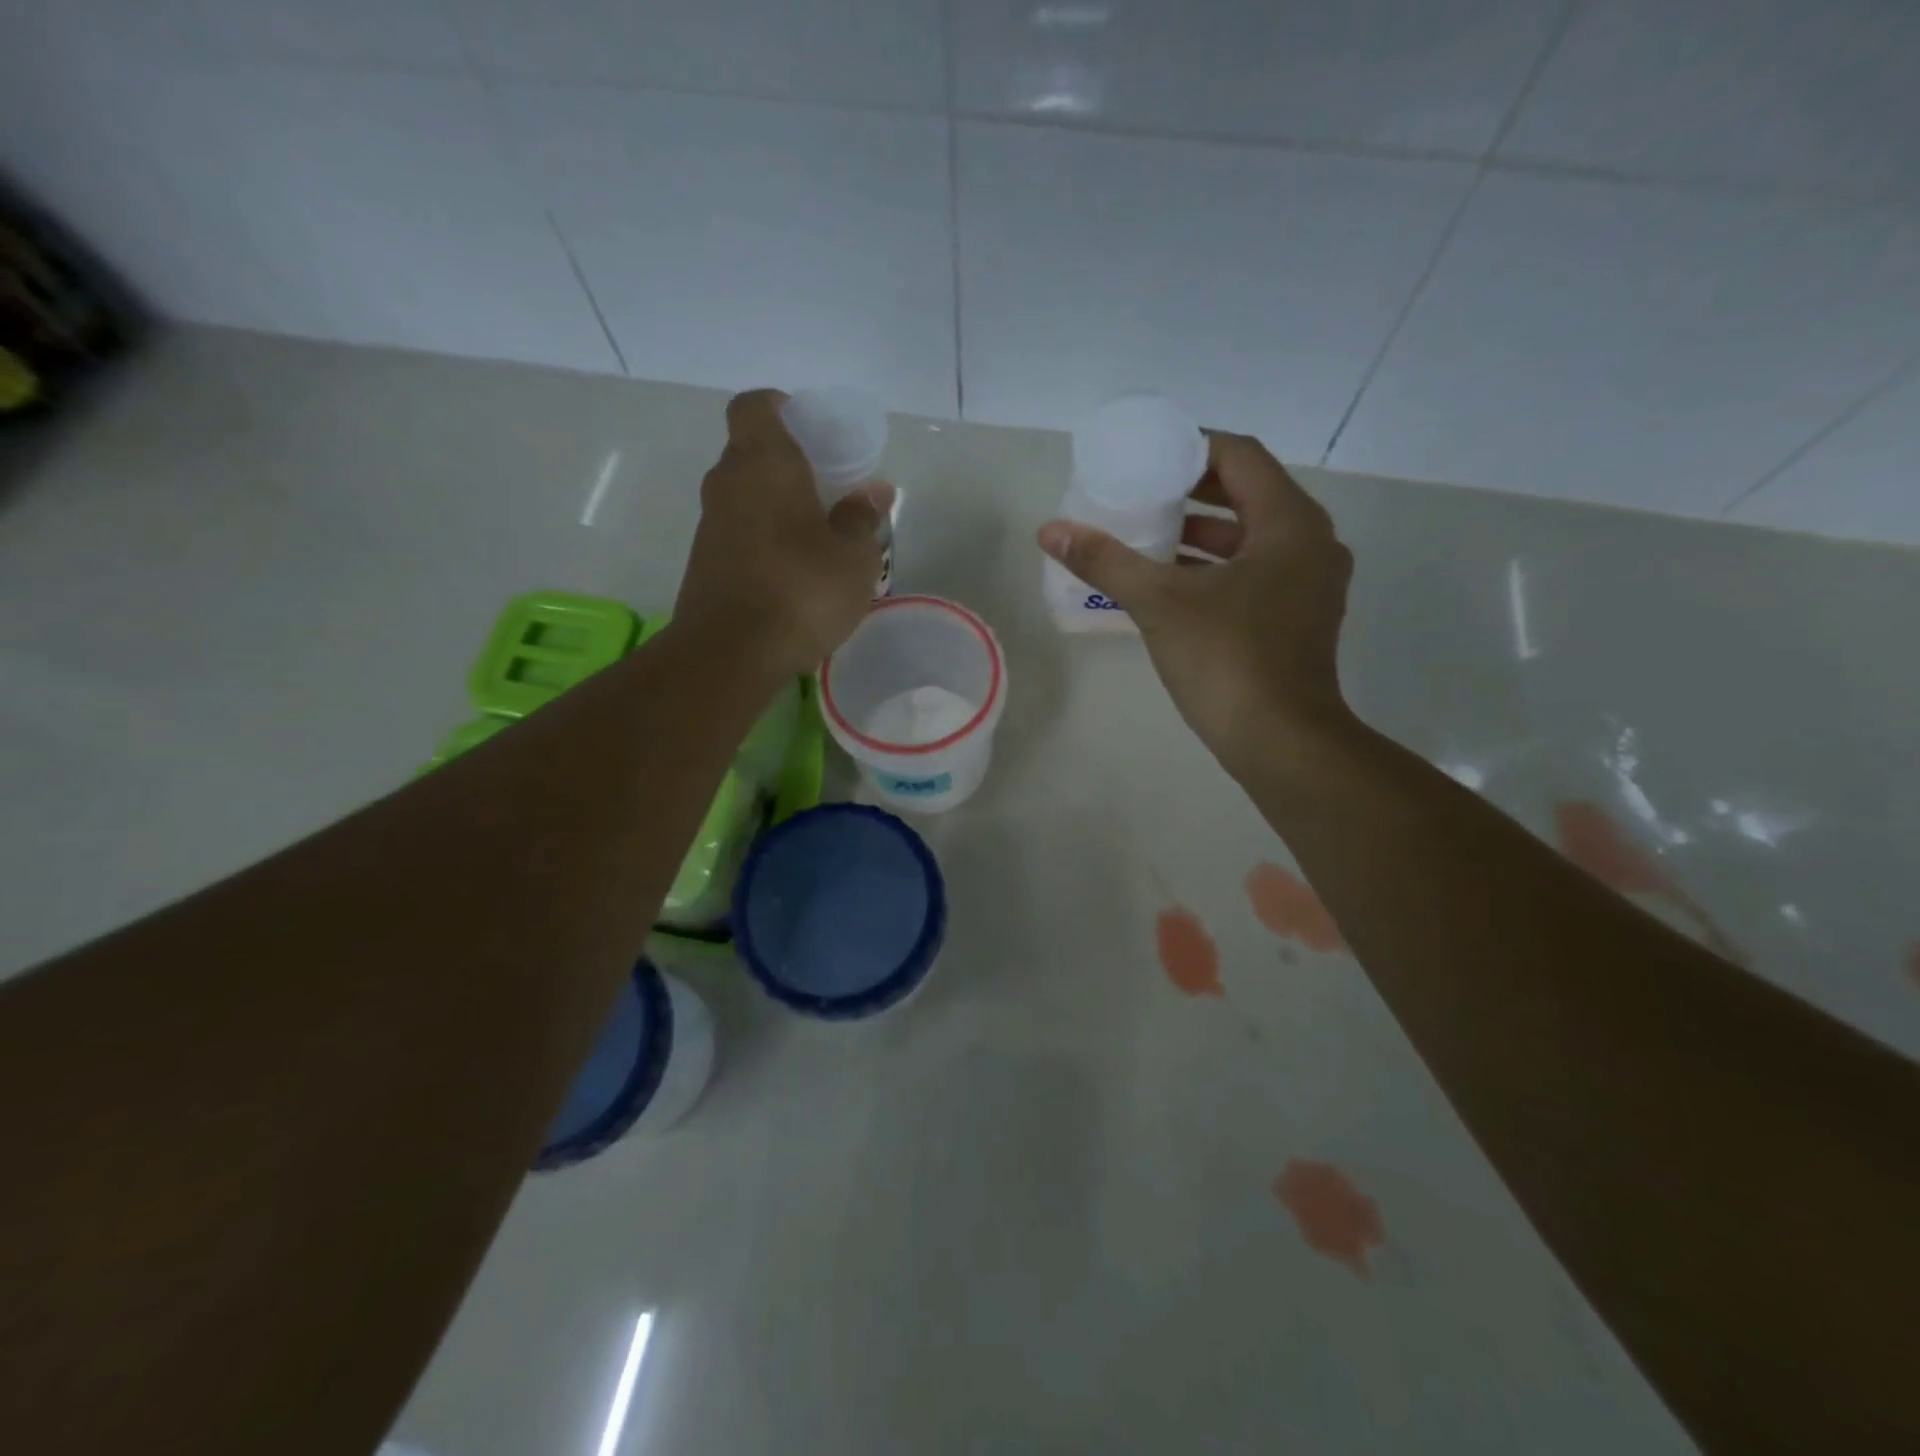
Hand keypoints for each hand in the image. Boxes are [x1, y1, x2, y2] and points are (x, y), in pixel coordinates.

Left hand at [675, 389, 891, 677]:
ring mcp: (710, 525)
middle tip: (830, 490)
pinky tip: (794, 572)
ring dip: (778, 507)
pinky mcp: (704, 563)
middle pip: (752, 453)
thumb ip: (862, 519)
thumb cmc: (801, 591)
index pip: (757, 406)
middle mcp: (728, 484)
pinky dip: (764, 539)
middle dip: (789, 465)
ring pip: (746, 497)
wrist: (729, 654)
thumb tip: (873, 492)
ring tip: (819, 538)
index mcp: (764, 464)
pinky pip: (739, 533)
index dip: (783, 408)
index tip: (813, 432)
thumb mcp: (854, 558)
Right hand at [1037, 430, 1355, 777]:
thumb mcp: (1159, 603)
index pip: (1241, 456)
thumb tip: (1050, 530)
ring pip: (1252, 539)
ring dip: (1203, 534)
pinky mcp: (1300, 619)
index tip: (1147, 458)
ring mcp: (1310, 585)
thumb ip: (1106, 560)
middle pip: (1248, 495)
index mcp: (1289, 523)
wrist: (1281, 741)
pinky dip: (1216, 569)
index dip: (1191, 449)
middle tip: (1141, 494)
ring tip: (1148, 536)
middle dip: (1192, 493)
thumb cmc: (1227, 660)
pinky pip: (1256, 573)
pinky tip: (1171, 585)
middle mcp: (1310, 543)